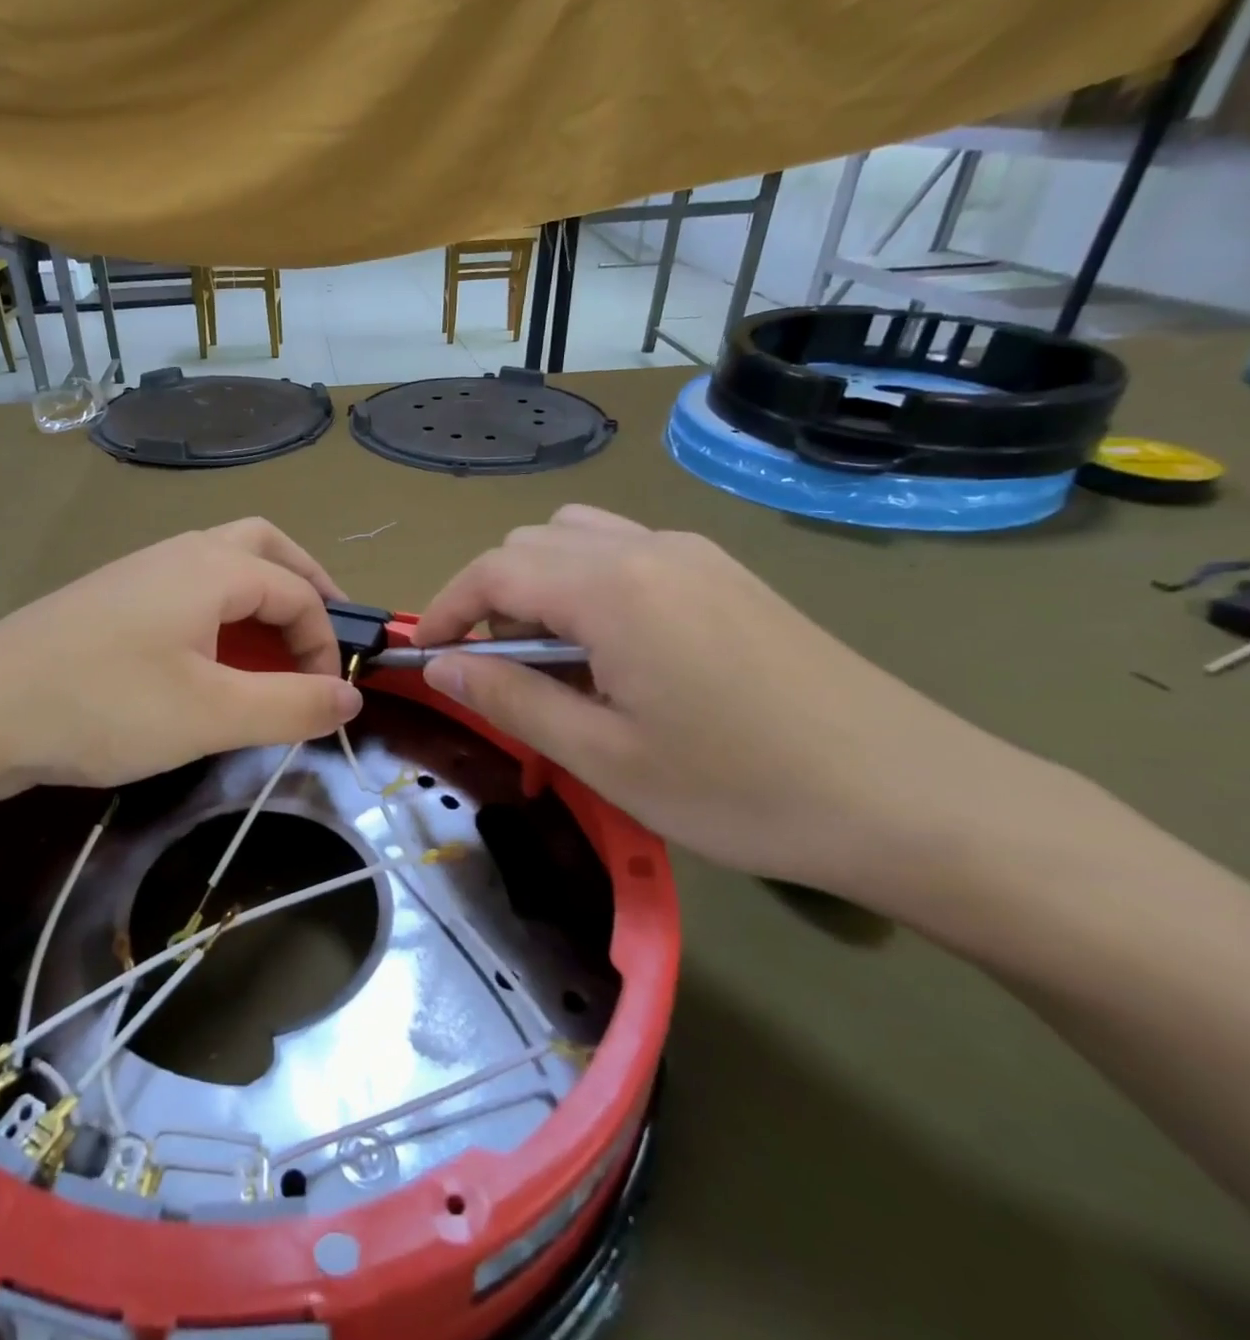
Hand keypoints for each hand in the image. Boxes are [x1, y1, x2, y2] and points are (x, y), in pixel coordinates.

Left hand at [0, 519, 361, 809]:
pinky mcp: (109, 601)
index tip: (327, 698)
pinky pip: (186, 590)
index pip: (298, 590)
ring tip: (275, 647)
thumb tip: (350, 699)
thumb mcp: (212, 715)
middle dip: (306, 584)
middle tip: (324, 632)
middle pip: (264, 546)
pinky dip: (221, 612)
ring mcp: (137, 573)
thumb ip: (291, 706)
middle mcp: (178, 554)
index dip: (326, 642)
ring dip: (261, 595)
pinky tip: (209, 657)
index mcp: (211, 567)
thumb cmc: (104, 706)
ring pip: (221, 564)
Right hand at [411, 505, 1061, 900]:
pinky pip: (628, 554)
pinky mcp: (728, 575)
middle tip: (496, 674)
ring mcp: (696, 554)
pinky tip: (615, 653)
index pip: (494, 570)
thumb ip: (511, 699)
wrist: (913, 799)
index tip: (425, 657)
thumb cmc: (742, 789)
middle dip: (490, 599)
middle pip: (531, 544)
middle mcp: (649, 548)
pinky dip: (589, 586)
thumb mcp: (604, 759)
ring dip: (539, 587)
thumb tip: (442, 665)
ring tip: (554, 661)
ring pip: (579, 540)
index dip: (444, 608)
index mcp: (612, 587)